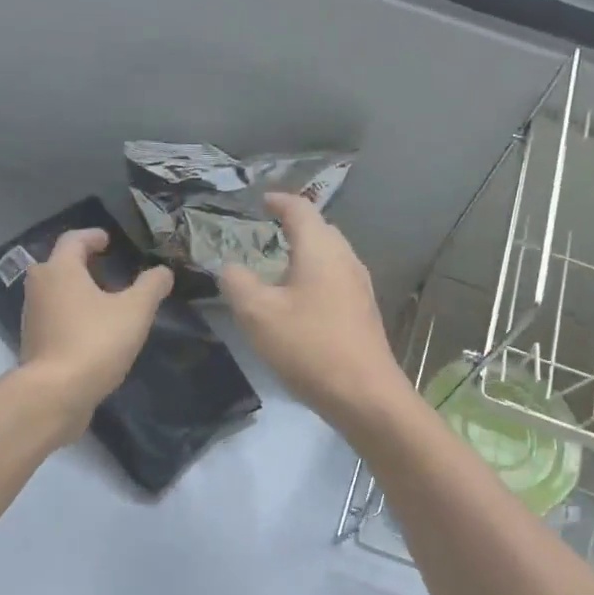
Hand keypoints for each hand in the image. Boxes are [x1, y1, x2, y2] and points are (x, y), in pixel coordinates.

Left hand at [20, 229, 172, 439]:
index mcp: (60, 269)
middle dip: (83, 263)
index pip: (74, 239)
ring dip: (77, 290)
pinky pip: (54, 316)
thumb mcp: (135, 311)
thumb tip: (163, 272)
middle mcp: (39, 286)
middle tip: (108, 269)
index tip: (109, 240)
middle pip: (60, 264)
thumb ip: (151, 286)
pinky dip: (72, 314)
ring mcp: (31, 315)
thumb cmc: (95, 341)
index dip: (93, 236)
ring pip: (55, 291)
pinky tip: (92, 330)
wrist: (56, 393)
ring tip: (104, 300)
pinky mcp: (33, 342)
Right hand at [219, 193, 411, 428]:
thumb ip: (237, 282)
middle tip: (266, 234)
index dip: (279, 201)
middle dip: (294, 226)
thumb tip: (230, 267)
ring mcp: (360, 286)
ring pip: (330, 256)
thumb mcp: (257, 313)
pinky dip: (315, 277)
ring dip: (305, 254)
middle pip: (320, 230)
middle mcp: (346, 258)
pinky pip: (336, 280)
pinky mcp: (363, 311)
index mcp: (321, 249)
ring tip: (278, 268)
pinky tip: (299, 301)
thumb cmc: (308, 345)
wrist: (364, 393)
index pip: (300, 210)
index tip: (262, 200)